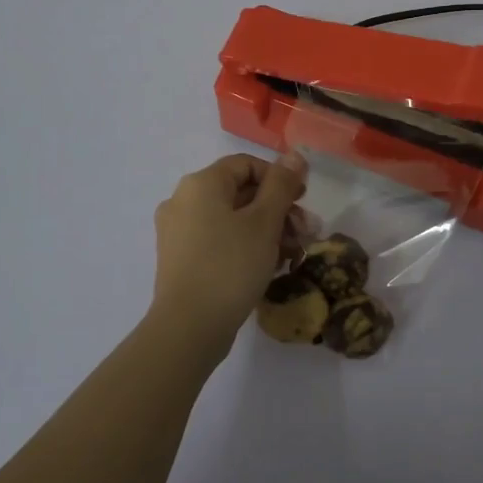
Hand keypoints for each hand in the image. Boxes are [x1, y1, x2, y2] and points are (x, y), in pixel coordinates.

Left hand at [151, 151, 308, 339]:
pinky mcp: (180, 259)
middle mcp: (183, 201)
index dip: (279, 178)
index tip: (303, 201)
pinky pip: (219, 240)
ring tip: (292, 254)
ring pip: (231, 219)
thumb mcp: (264, 222)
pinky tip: (268, 266)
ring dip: (266, 230)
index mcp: (201, 184)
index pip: (246, 164)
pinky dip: (245, 246)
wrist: (189, 328)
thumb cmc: (230, 266)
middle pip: (240, 192)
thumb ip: (281, 185)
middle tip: (305, 233)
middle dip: (278, 209)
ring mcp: (178, 232)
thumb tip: (294, 154)